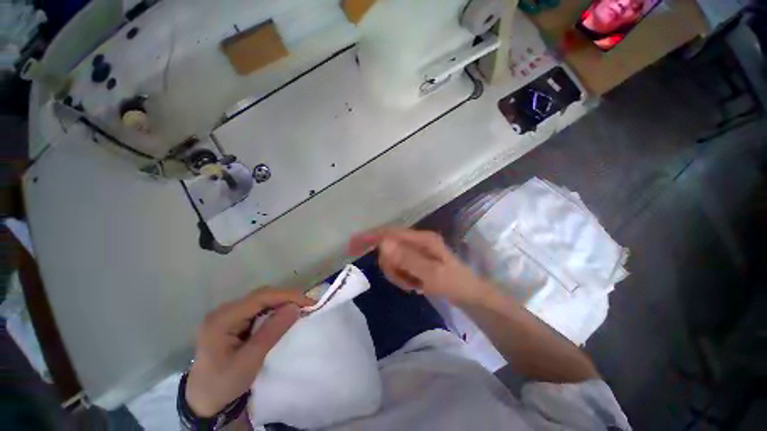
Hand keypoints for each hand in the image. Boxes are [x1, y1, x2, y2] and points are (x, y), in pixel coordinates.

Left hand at [185, 288, 313, 416]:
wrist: (204, 401)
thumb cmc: (223, 384)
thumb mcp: (249, 361)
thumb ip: (271, 332)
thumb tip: (295, 308)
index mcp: (222, 318)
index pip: (260, 297)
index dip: (287, 296)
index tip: (309, 302)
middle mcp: (224, 311)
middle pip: (261, 296)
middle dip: (286, 298)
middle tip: (307, 306)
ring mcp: (227, 315)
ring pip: (261, 301)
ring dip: (282, 304)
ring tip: (299, 310)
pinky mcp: (233, 321)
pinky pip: (258, 309)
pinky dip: (274, 311)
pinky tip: (283, 317)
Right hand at [349, 228, 496, 305]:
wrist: (469, 294)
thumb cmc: (454, 283)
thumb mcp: (432, 274)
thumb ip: (407, 259)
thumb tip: (383, 243)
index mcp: (421, 238)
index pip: (390, 233)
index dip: (370, 237)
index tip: (352, 245)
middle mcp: (417, 240)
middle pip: (389, 248)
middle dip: (391, 267)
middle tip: (405, 282)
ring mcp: (416, 250)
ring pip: (392, 259)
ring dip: (397, 274)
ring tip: (413, 285)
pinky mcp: (415, 259)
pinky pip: (399, 267)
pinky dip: (402, 277)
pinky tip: (414, 284)